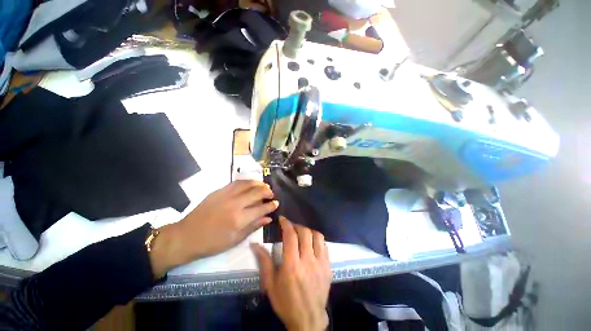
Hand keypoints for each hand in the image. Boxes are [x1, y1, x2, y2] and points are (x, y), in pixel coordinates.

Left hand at [150, 180, 277, 277]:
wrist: (186, 236)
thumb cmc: (212, 243)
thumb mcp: (235, 240)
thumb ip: (253, 226)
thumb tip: (268, 218)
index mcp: (239, 219)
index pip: (261, 208)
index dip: (271, 205)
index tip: (276, 203)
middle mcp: (234, 204)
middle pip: (257, 192)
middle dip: (267, 191)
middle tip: (271, 194)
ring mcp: (226, 195)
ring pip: (247, 183)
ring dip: (258, 183)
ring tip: (264, 186)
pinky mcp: (218, 191)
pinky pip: (236, 182)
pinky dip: (246, 182)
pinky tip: (250, 184)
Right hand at [252, 217, 331, 330]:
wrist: (308, 319)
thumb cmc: (286, 302)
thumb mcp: (270, 284)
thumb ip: (264, 261)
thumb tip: (254, 244)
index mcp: (292, 265)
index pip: (290, 236)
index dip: (286, 224)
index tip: (282, 219)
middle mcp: (308, 261)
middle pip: (305, 232)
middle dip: (297, 225)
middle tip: (291, 227)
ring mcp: (321, 263)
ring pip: (317, 236)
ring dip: (308, 231)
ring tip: (301, 233)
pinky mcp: (328, 267)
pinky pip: (325, 246)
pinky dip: (317, 240)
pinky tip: (311, 244)